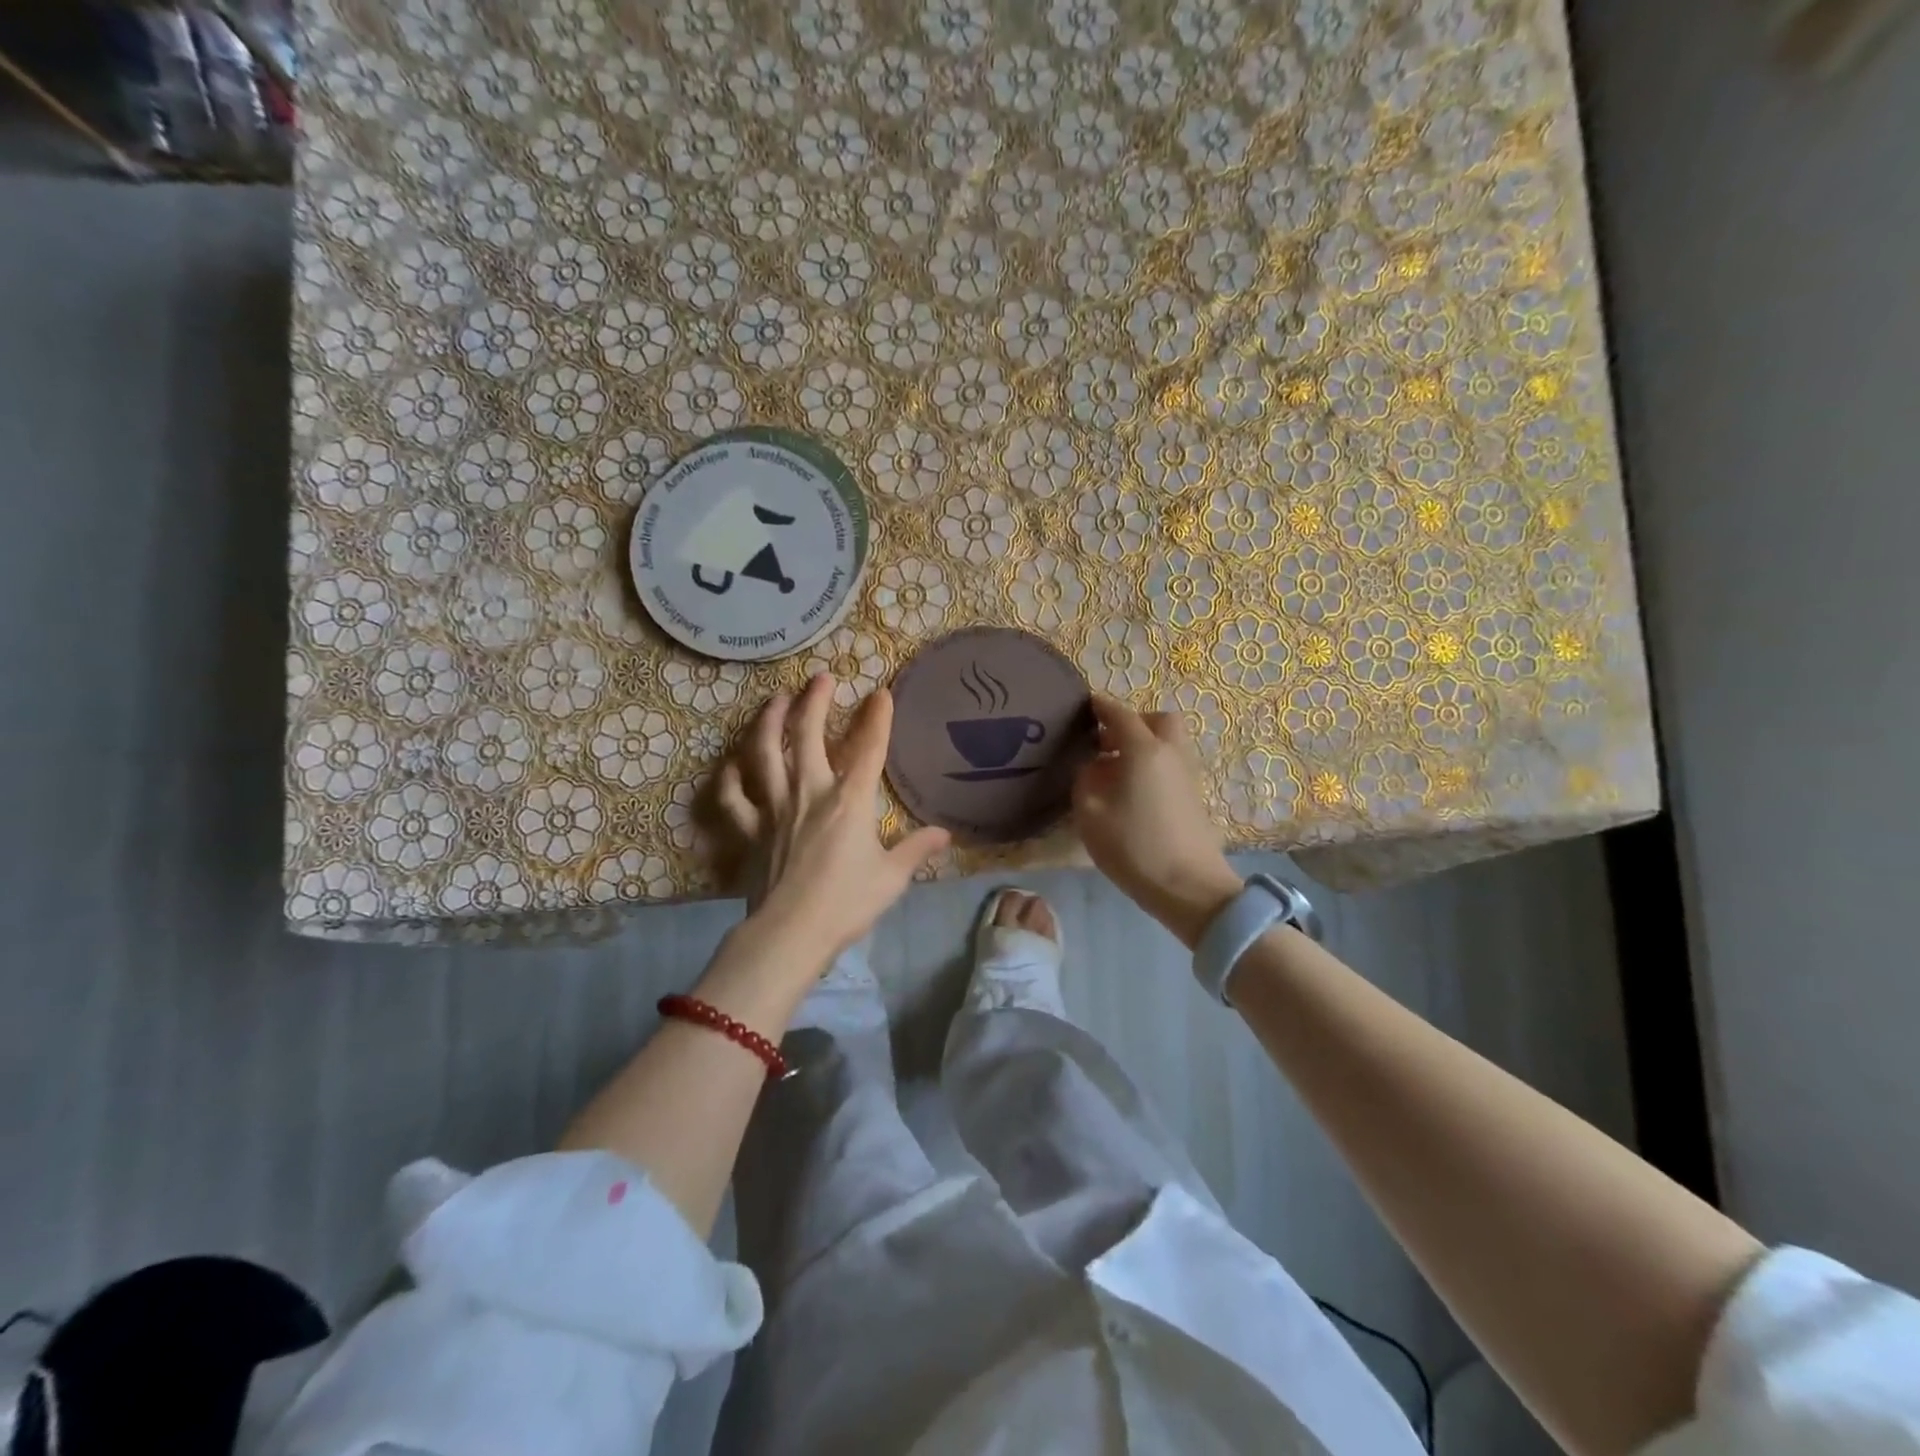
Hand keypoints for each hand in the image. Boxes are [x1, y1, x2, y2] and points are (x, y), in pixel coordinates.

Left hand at [714, 673, 949, 969]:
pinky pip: (734, 798)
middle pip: (807, 736)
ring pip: (764, 754)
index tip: (881, 693)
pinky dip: (729, 779)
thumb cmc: (846, 904)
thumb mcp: (892, 878)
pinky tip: (731, 765)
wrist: (790, 933)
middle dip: (814, 702)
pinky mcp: (750, 831)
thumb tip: (945, 835)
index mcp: (849, 801)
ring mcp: (774, 809)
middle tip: (820, 679)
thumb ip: (917, 850)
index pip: (868, 749)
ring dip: (769, 723)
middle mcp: (809, 793)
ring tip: (774, 700)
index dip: (877, 718)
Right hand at [1072, 695, 1241, 947]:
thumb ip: (1086, 779)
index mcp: (1143, 749)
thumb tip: (1094, 766)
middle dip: (1132, 722)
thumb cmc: (1133, 846)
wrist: (1189, 887)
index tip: (1085, 705)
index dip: (1100, 707)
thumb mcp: (1091, 813)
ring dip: (1144, 744)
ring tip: (1115, 769)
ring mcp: (1187, 774)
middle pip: (1156, 720)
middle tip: (1106, 741)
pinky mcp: (1194, 796)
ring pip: (1168, 742)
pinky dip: (1153, 764)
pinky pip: (1172, 764)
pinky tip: (1133, 790)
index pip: (1119, 714)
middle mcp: (1170, 753)